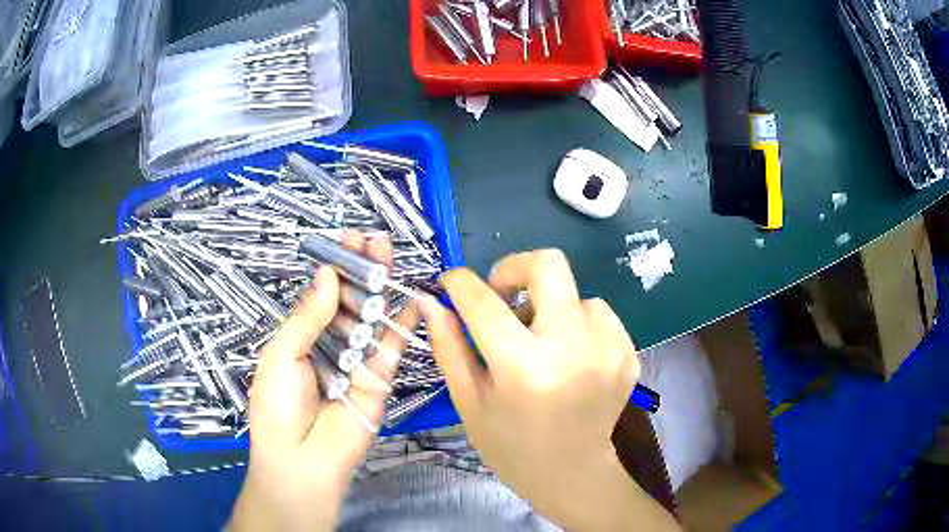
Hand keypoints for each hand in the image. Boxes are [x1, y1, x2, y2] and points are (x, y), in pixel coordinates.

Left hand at [229, 232, 418, 531]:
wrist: (302, 460)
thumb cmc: (279, 406)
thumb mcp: (282, 354)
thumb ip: (309, 316)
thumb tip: (327, 274)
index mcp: (301, 338)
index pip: (322, 295)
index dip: (335, 268)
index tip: (346, 238)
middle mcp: (330, 346)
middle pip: (350, 302)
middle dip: (361, 269)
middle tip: (373, 238)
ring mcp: (357, 363)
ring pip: (372, 318)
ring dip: (380, 286)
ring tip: (389, 253)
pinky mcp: (380, 381)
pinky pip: (392, 348)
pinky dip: (403, 324)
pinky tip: (412, 298)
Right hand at [422, 249, 676, 530]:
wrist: (573, 473)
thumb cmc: (510, 445)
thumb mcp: (470, 401)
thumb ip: (449, 347)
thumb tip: (431, 300)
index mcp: (524, 368)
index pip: (485, 302)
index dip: (461, 282)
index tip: (452, 281)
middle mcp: (573, 348)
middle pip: (548, 264)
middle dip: (516, 268)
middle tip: (502, 297)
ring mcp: (609, 348)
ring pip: (574, 292)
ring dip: (549, 307)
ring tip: (539, 344)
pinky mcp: (627, 351)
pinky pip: (597, 312)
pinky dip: (576, 323)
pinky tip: (567, 356)